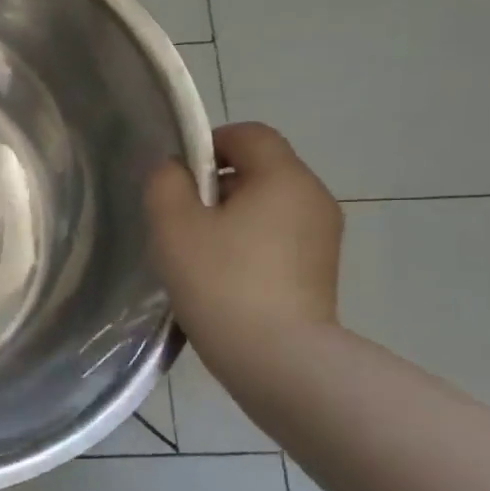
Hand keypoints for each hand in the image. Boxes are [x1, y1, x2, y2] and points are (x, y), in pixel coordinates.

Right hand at [145, 123, 341, 369]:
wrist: (276, 357)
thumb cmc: (220, 280)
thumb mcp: (174, 225)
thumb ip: (165, 183)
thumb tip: (175, 170)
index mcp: (283, 177)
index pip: (249, 134)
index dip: (209, 144)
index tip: (179, 180)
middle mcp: (313, 196)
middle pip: (260, 169)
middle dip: (217, 185)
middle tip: (182, 222)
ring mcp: (323, 235)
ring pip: (269, 204)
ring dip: (232, 217)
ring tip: (201, 254)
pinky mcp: (321, 269)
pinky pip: (279, 236)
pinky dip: (250, 243)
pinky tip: (225, 277)